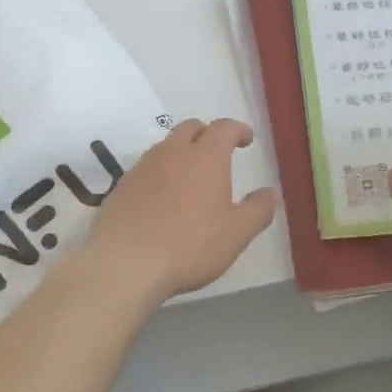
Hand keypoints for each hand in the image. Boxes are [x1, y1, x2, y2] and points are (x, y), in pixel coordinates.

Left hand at [85, 118, 277, 302]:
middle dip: (207, 134)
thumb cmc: (190, 245)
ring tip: (189, 176)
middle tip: (218, 152)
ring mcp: (142, 168)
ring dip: (180, 152)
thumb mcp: (236, 234)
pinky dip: (159, 173)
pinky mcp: (121, 187)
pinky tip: (161, 198)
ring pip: (165, 147)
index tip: (246, 139)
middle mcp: (172, 153)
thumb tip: (270, 192)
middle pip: (190, 128)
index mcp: (205, 158)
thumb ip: (257, 210)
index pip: (224, 128)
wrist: (125, 263)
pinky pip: (145, 169)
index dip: (238, 130)